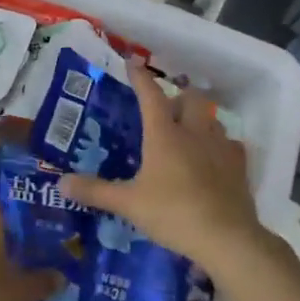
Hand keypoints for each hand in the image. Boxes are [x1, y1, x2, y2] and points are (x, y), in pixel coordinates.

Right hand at [61, 57, 267, 274]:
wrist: (226, 237)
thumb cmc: (172, 213)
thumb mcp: (128, 203)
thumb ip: (96, 191)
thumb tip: (60, 182)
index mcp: (164, 135)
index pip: (151, 96)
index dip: (140, 78)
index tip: (132, 63)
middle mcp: (194, 133)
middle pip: (191, 99)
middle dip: (179, 96)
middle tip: (167, 106)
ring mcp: (221, 148)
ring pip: (213, 119)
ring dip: (200, 118)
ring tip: (189, 131)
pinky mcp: (239, 167)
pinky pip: (231, 145)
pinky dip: (221, 145)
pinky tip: (214, 157)